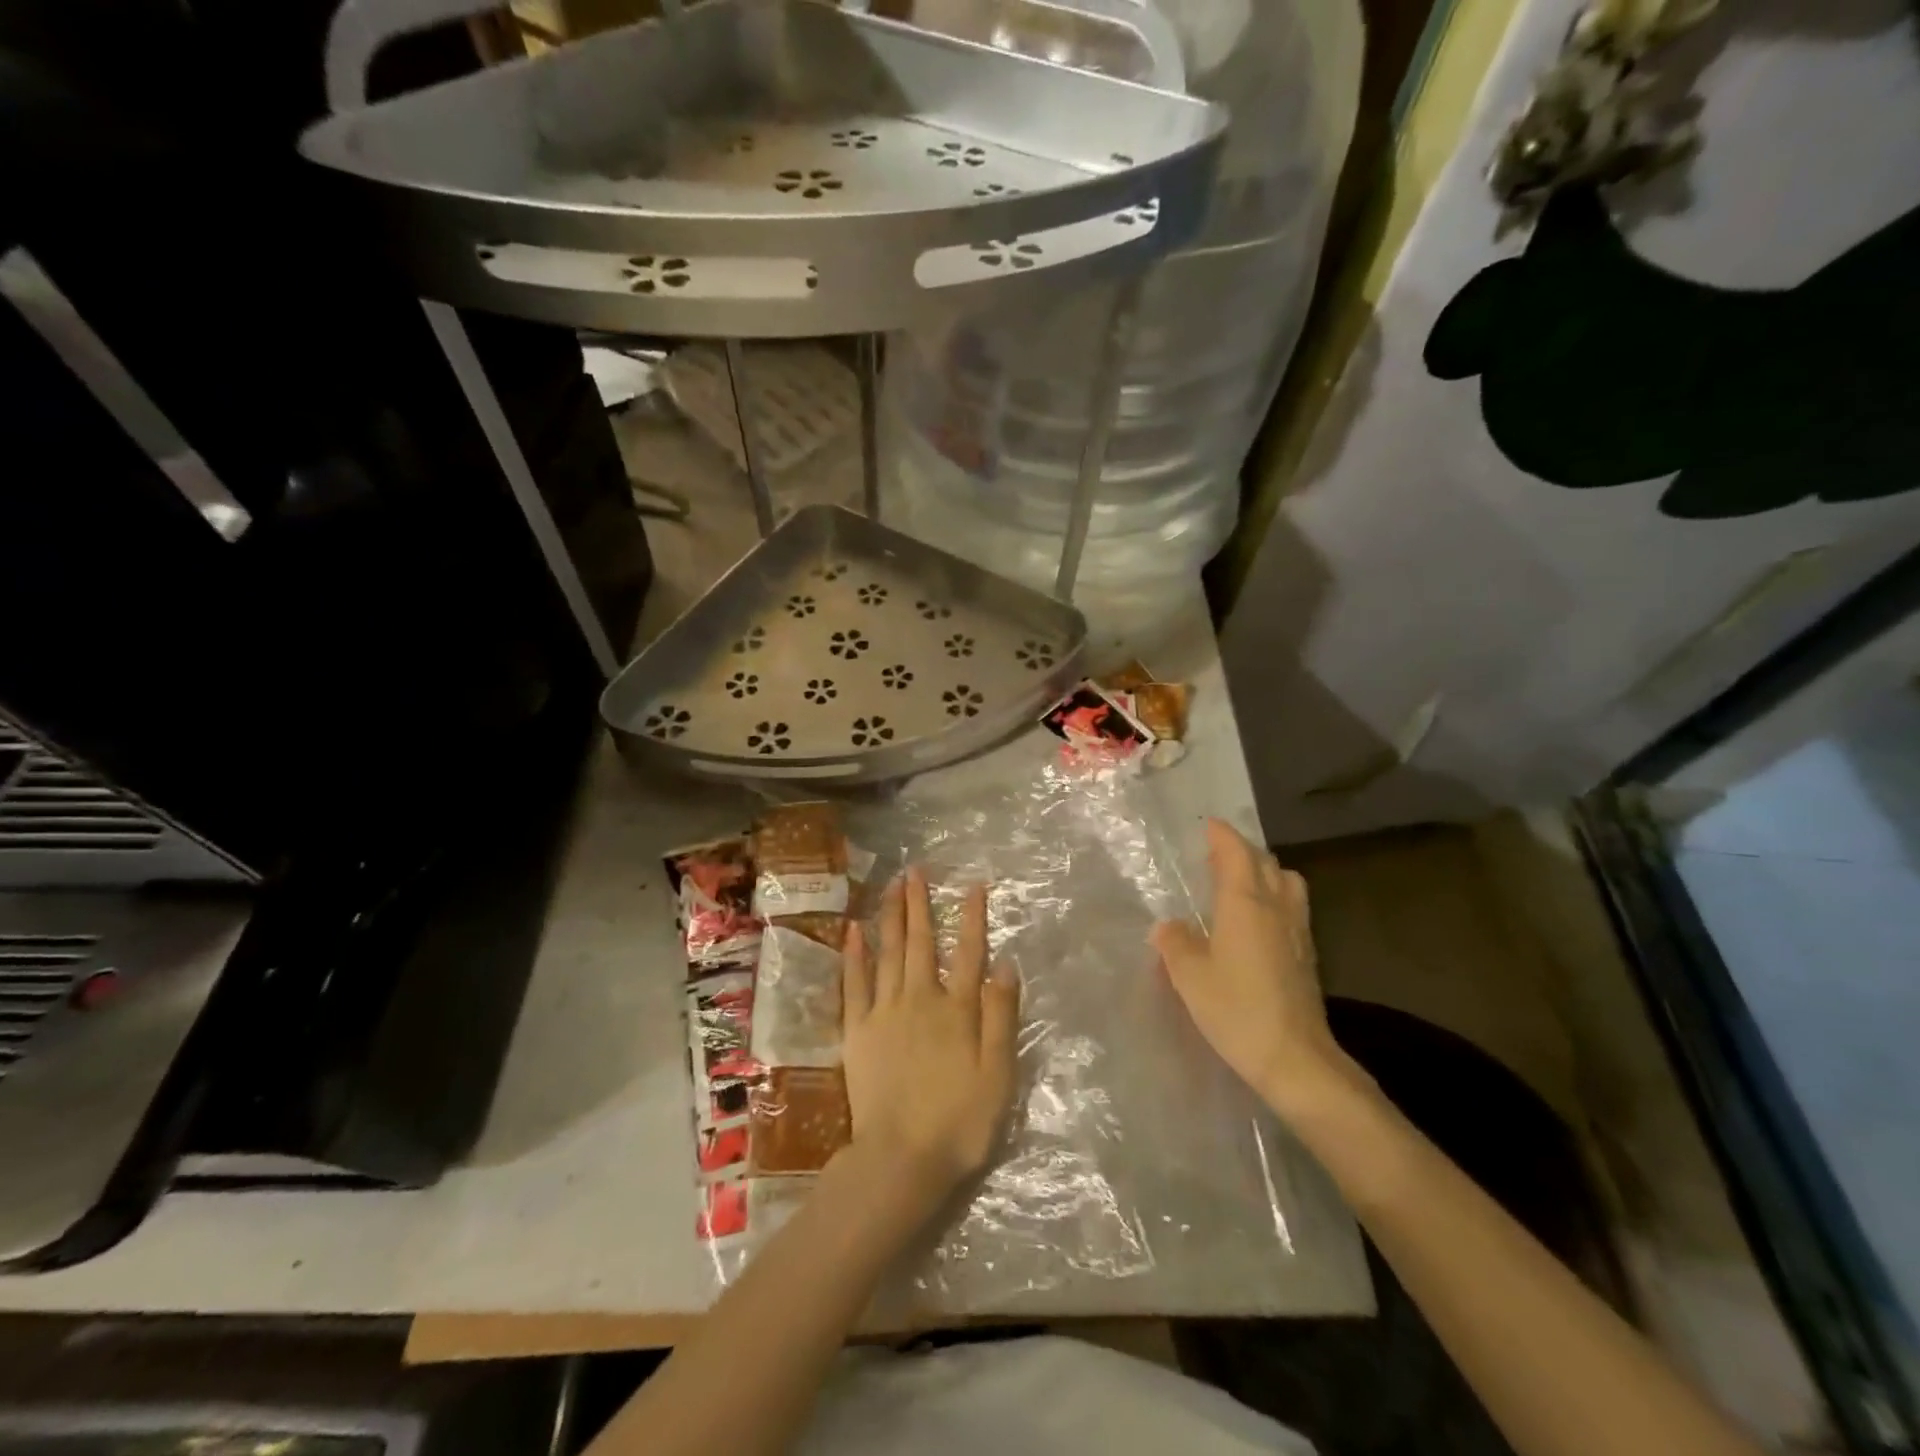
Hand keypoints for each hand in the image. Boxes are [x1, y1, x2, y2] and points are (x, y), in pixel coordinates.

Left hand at [841, 868, 1019, 1201]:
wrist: (901, 1158)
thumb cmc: (960, 1122)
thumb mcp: (998, 1074)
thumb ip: (1001, 1016)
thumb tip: (1005, 963)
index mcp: (957, 1009)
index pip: (969, 952)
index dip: (972, 917)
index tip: (973, 884)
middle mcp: (920, 999)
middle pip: (922, 942)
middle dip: (920, 903)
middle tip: (915, 869)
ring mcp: (885, 1011)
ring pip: (888, 952)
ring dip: (890, 916)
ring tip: (891, 886)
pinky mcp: (857, 1030)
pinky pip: (854, 982)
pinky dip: (854, 954)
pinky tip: (853, 930)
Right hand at [1151, 819, 1353, 1116]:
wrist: (1295, 1058)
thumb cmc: (1236, 1009)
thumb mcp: (1190, 976)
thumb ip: (1175, 943)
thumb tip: (1168, 926)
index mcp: (1244, 903)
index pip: (1236, 853)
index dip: (1222, 835)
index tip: (1208, 825)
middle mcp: (1275, 907)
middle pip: (1265, 862)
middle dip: (1242, 851)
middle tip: (1217, 855)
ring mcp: (1297, 931)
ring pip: (1287, 883)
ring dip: (1265, 873)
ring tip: (1241, 884)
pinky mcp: (1307, 955)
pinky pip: (1292, 908)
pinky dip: (1275, 899)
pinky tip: (1258, 922)